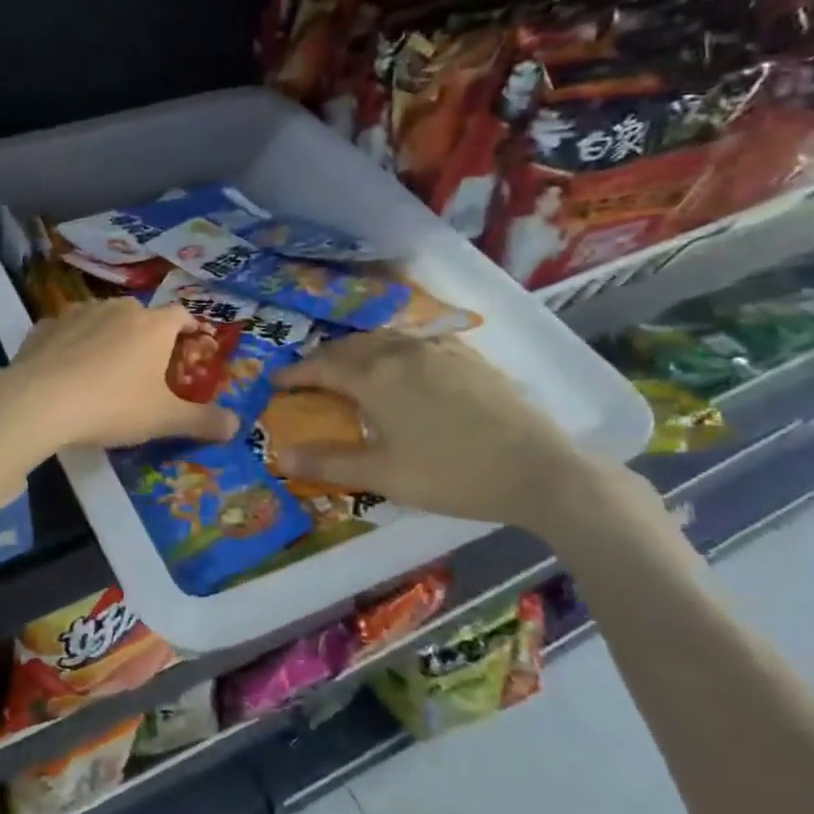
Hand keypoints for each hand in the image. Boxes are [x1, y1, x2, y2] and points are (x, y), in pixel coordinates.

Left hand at [5, 298, 238, 448]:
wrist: (41, 400)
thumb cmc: (114, 405)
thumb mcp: (164, 419)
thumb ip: (202, 421)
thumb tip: (237, 425)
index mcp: (153, 325)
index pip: (181, 315)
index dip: (190, 327)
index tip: (193, 341)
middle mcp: (119, 309)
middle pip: (141, 315)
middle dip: (147, 334)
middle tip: (147, 363)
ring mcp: (79, 313)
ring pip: (102, 318)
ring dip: (108, 335)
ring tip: (106, 365)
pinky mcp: (45, 326)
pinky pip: (67, 331)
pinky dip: (72, 343)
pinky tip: (67, 367)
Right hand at [270, 331, 605, 533]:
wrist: (538, 469)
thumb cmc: (451, 474)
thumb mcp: (383, 474)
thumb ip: (328, 462)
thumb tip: (279, 456)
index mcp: (375, 376)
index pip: (322, 366)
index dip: (295, 373)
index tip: (275, 382)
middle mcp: (402, 351)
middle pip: (351, 346)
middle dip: (324, 359)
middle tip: (309, 376)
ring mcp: (440, 350)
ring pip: (385, 339)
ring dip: (358, 351)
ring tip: (350, 367)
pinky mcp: (469, 357)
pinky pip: (418, 342)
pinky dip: (395, 349)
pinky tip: (404, 364)